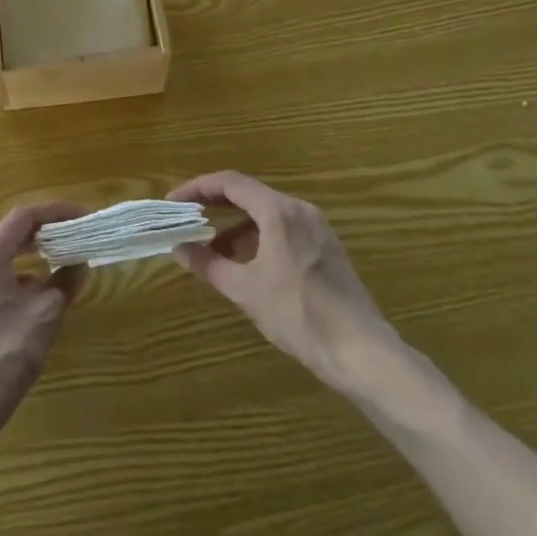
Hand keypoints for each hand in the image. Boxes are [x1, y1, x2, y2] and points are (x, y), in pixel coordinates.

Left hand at [0, 202, 85, 445]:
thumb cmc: (3, 356)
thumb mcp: (44, 316)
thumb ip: (64, 283)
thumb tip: (78, 264)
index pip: (24, 216)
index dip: (57, 211)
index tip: (84, 216)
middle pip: (13, 234)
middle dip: (48, 233)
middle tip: (79, 237)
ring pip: (6, 258)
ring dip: (36, 257)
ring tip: (65, 265)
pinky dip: (22, 278)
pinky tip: (41, 299)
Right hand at [168, 171, 405, 399]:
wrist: (363, 353)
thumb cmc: (299, 316)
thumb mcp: (246, 291)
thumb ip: (208, 264)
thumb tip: (177, 248)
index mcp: (279, 211)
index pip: (229, 182)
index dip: (196, 188)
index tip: (173, 202)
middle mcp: (299, 209)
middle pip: (248, 193)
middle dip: (214, 204)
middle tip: (186, 219)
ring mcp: (316, 227)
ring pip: (266, 212)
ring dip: (235, 224)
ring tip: (212, 249)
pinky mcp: (326, 247)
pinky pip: (283, 227)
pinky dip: (257, 236)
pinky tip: (246, 263)